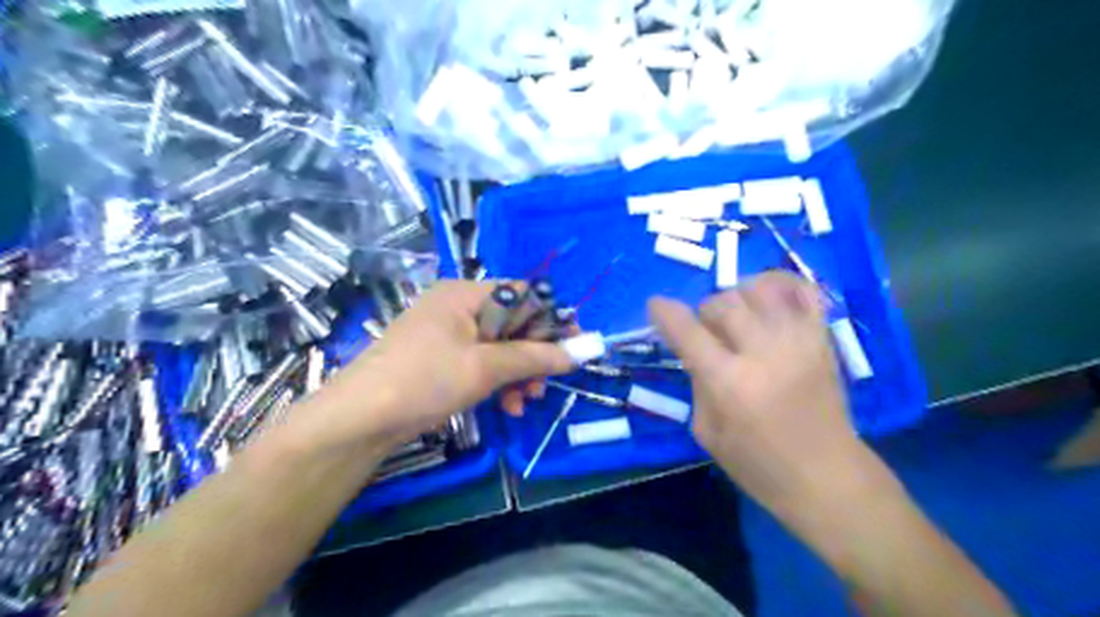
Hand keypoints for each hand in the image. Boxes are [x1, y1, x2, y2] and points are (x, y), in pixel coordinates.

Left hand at [300, 281, 575, 450]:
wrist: (360, 419)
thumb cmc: (426, 379)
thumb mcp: (486, 367)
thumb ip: (536, 357)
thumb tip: (583, 350)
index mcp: (465, 294)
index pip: (522, 294)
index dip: (550, 318)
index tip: (573, 345)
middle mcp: (457, 307)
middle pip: (512, 323)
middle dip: (533, 354)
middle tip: (546, 382)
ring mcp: (447, 334)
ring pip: (499, 347)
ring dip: (518, 373)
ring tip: (526, 401)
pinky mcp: (441, 359)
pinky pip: (481, 363)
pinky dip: (497, 382)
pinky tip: (508, 406)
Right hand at [646, 272, 871, 517]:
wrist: (826, 477)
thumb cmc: (757, 464)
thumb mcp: (706, 431)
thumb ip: (696, 382)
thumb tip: (695, 348)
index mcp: (729, 383)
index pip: (688, 331)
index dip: (664, 312)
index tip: (655, 306)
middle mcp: (763, 353)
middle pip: (722, 303)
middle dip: (703, 312)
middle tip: (706, 331)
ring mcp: (798, 341)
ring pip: (758, 290)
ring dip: (736, 297)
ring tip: (737, 317)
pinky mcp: (822, 338)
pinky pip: (801, 291)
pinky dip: (779, 284)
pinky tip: (766, 298)